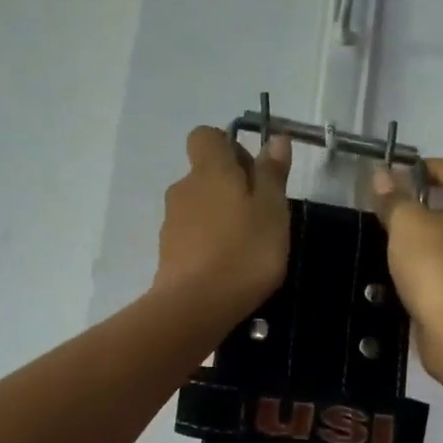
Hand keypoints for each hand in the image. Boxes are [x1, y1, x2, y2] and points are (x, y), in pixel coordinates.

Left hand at [153, 127, 292, 319]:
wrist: (196, 306)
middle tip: (260, 214)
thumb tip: (275, 138)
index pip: (206, 136)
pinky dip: (208, 242)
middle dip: (230, 185)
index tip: (253, 171)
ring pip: (199, 205)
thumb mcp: (272, 210)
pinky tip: (227, 266)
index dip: (229, 145)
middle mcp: (184, 188)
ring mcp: (171, 221)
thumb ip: (272, 173)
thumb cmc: (244, 251)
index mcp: (210, 170)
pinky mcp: (167, 252)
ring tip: (246, 245)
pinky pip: (192, 234)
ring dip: (220, 216)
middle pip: (205, 173)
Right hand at [372, 158, 442, 380]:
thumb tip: (381, 175)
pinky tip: (410, 271)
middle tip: (399, 206)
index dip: (435, 167)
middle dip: (433, 202)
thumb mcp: (407, 225)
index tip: (404, 175)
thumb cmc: (438, 266)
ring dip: (434, 235)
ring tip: (399, 239)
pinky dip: (436, 263)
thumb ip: (394, 199)